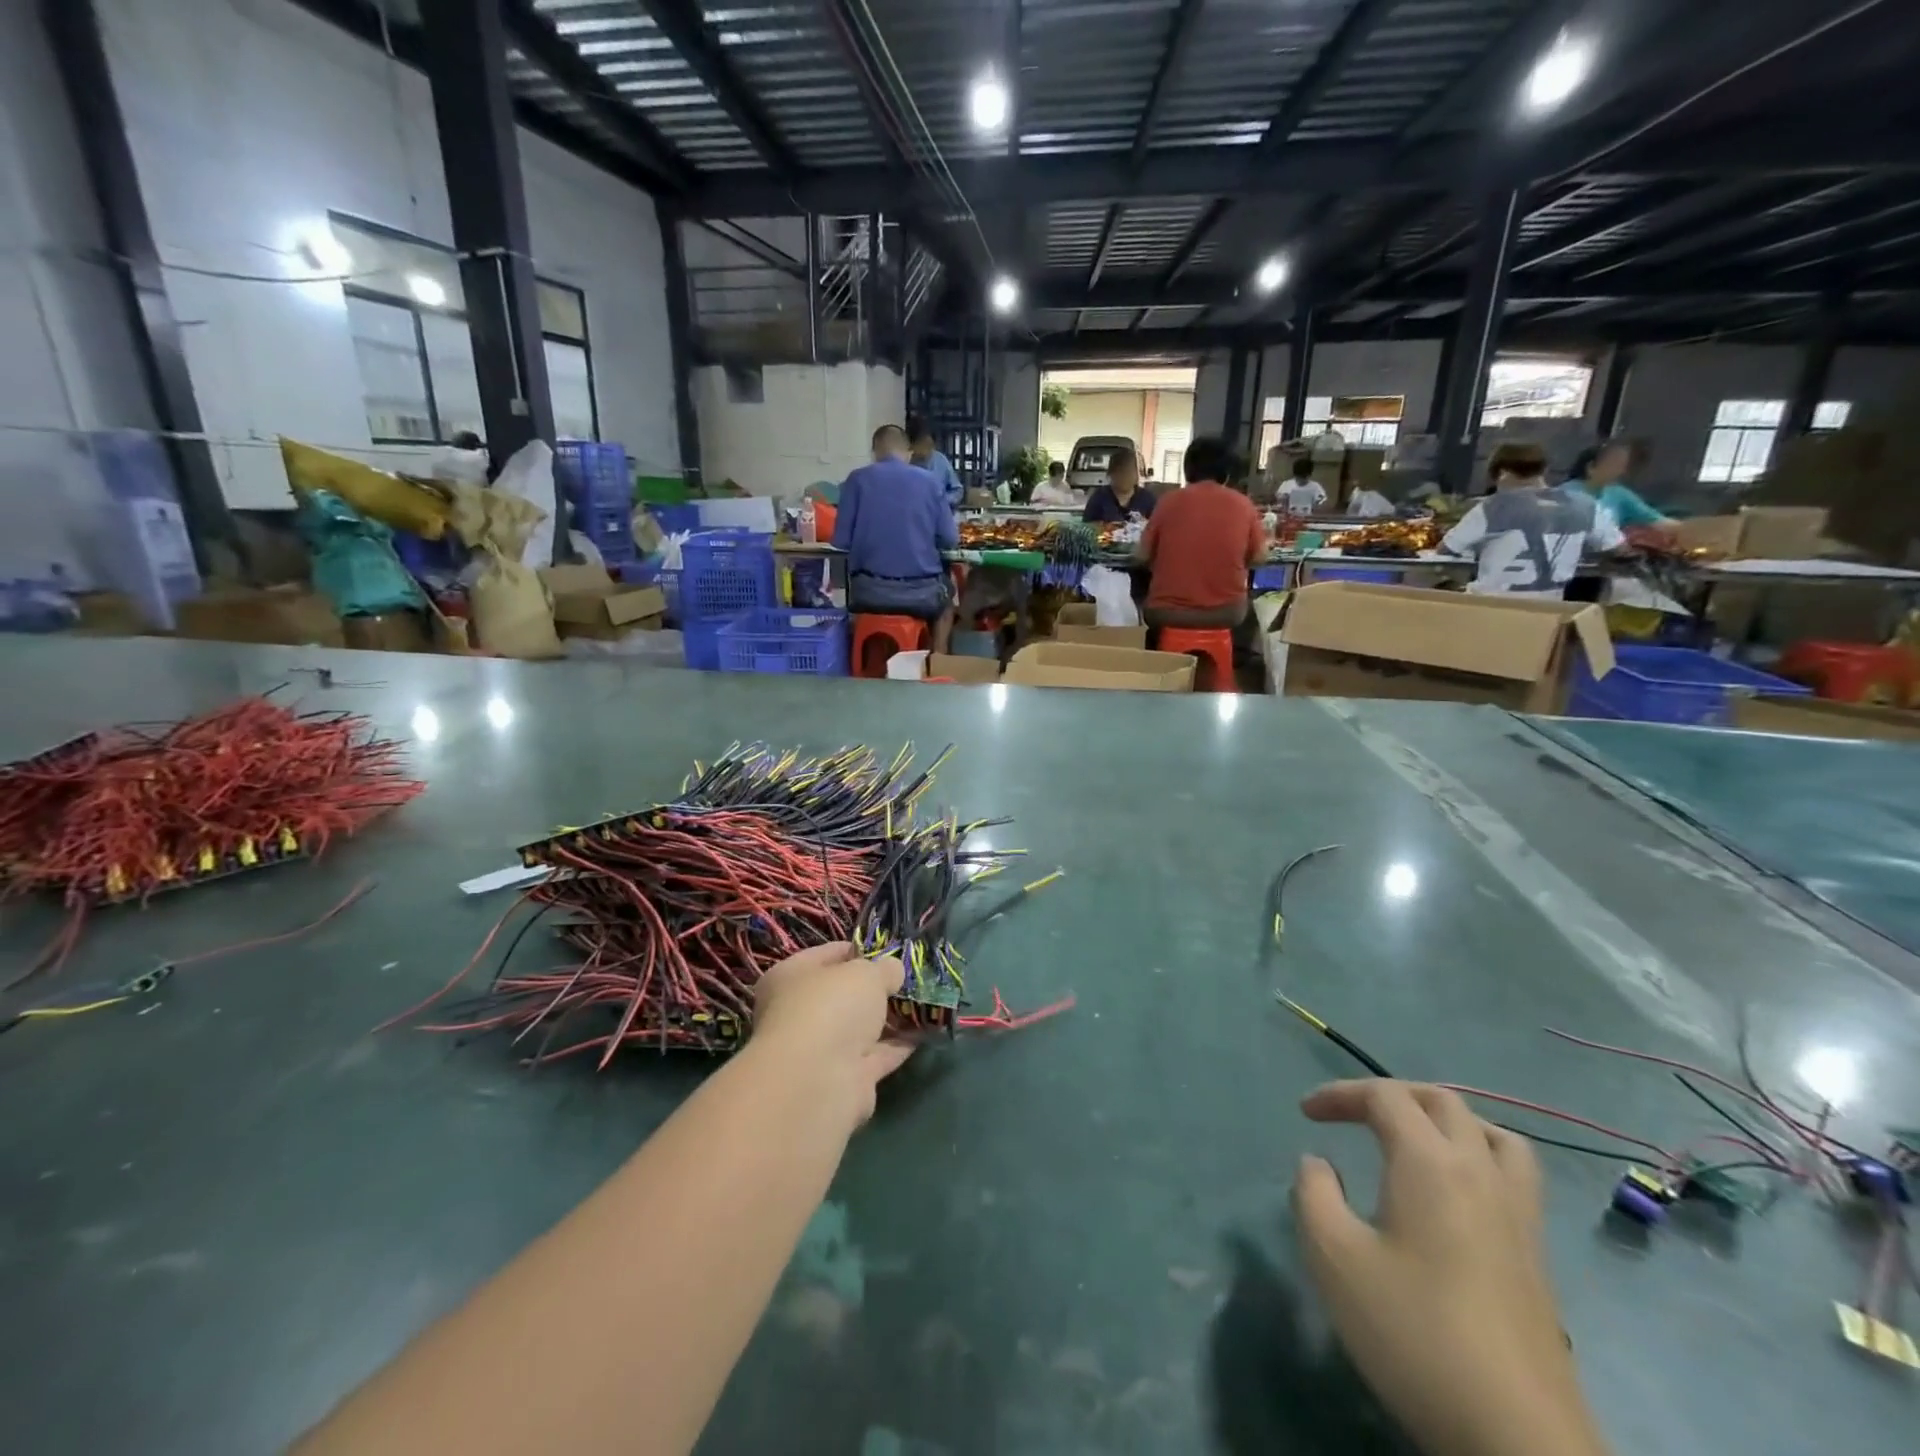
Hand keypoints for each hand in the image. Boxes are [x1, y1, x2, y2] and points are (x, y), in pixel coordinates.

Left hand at [751, 942, 914, 1121]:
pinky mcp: (843, 1079)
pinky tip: (923, 1032)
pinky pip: (876, 1055)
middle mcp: (799, 1013)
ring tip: (923, 1002)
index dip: (860, 950)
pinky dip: (897, 1045)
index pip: (828, 955)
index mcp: (790, 977)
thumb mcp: (866, 973)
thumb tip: (893, 970)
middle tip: (909, 978)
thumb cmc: (831, 1008)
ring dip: (889, 1018)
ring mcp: (820, 1049)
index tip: (890, 951)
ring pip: (860, 1027)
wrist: (817, 1082)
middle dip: (876, 989)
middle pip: (844, 994)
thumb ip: (884, 968)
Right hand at [1292, 1081, 1607, 1455]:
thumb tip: (1318, 1164)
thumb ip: (1313, 1194)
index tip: (1306, 1114)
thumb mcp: (1334, 1259)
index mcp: (1431, 1162)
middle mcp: (1480, 1172)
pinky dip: (1477, 1156)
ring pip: (1491, 1133)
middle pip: (1442, 1101)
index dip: (1340, 1094)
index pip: (1385, 1097)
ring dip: (1444, 1120)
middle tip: (1352, 1115)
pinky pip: (1512, 1173)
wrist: (1517, 1438)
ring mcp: (1519, 1214)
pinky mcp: (1537, 1255)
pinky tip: (1454, 1193)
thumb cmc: (1415, 1333)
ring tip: (1412, 1139)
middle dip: (1390, 1095)